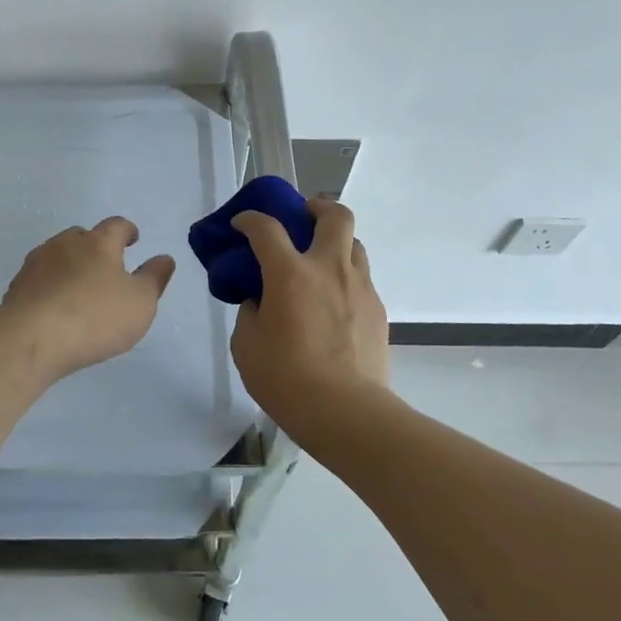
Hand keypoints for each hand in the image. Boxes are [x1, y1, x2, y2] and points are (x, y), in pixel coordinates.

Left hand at [0, 217, 175, 381]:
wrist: (31, 339)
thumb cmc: (95, 317)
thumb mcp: (140, 302)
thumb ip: (154, 278)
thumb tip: (164, 258)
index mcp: (98, 243)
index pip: (116, 226)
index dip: (127, 230)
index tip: (133, 238)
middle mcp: (64, 245)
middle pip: (81, 236)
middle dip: (94, 246)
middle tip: (105, 266)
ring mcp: (35, 265)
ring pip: (56, 256)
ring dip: (69, 266)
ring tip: (78, 288)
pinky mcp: (16, 288)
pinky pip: (38, 281)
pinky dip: (49, 288)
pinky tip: (54, 308)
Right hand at [229, 198, 388, 423]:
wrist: (347, 413)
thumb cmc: (286, 379)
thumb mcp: (247, 345)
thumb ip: (250, 312)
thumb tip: (259, 300)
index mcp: (290, 273)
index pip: (266, 228)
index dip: (250, 219)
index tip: (242, 225)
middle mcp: (329, 269)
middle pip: (335, 214)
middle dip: (316, 207)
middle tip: (301, 219)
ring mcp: (359, 287)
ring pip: (355, 244)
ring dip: (335, 242)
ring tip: (319, 263)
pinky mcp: (378, 309)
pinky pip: (361, 279)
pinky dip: (345, 278)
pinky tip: (333, 303)